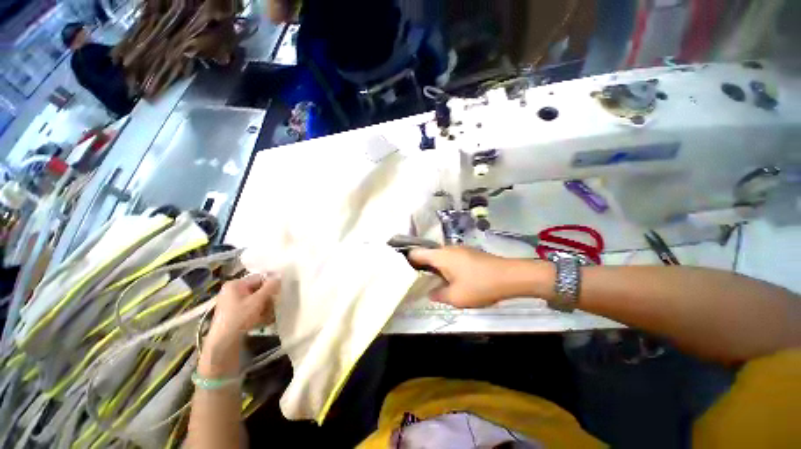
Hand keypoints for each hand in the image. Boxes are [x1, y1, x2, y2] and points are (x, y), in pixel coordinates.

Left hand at [207, 273, 280, 348]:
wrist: (223, 342)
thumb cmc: (240, 317)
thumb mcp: (258, 300)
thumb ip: (270, 287)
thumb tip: (279, 277)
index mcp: (235, 284)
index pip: (259, 278)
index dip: (271, 284)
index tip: (279, 292)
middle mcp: (233, 291)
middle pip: (258, 290)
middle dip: (268, 298)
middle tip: (273, 306)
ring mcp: (232, 303)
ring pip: (256, 300)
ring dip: (265, 307)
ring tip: (268, 316)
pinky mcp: (234, 314)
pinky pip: (251, 309)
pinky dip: (258, 313)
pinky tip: (263, 321)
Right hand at [409, 246, 525, 307]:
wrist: (510, 276)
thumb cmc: (480, 285)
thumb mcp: (456, 297)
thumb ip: (438, 295)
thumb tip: (430, 293)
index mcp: (440, 256)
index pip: (416, 253)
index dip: (407, 261)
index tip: (403, 272)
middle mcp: (447, 249)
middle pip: (427, 254)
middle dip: (421, 267)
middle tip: (418, 282)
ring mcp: (459, 249)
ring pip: (440, 257)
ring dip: (435, 268)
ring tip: (434, 283)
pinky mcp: (469, 253)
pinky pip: (451, 258)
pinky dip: (446, 267)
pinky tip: (451, 280)